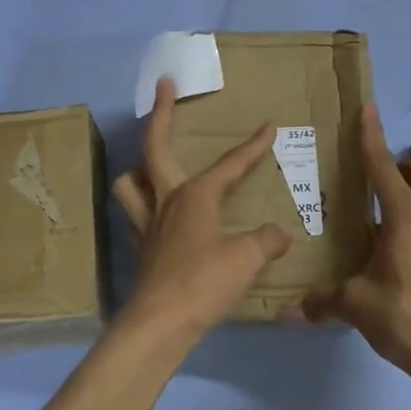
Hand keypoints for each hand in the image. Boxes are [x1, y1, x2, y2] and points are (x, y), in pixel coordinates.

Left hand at [111, 77, 290, 347]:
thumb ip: (266, 241)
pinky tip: (158, 216)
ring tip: (152, 166)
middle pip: (155, 147)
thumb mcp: (247, 259)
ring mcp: (147, 224)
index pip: (229, 164)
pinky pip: (136, 215)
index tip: (268, 126)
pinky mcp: (141, 248)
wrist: (160, 323)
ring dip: (139, 168)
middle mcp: (166, 200)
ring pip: (130, 182)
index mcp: (194, 196)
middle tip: (163, 85)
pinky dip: (144, 207)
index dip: (252, 146)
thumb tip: (280, 233)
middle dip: (161, 113)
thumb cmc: (204, 283)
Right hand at [292, 105, 410, 387]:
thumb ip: (322, 302)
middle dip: (401, 165)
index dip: (371, 135)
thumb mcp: (357, 306)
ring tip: (385, 225)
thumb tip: (287, 311)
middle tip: (375, 183)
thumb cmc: (407, 317)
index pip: (382, 165)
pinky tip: (406, 260)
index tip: (367, 109)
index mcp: (404, 216)